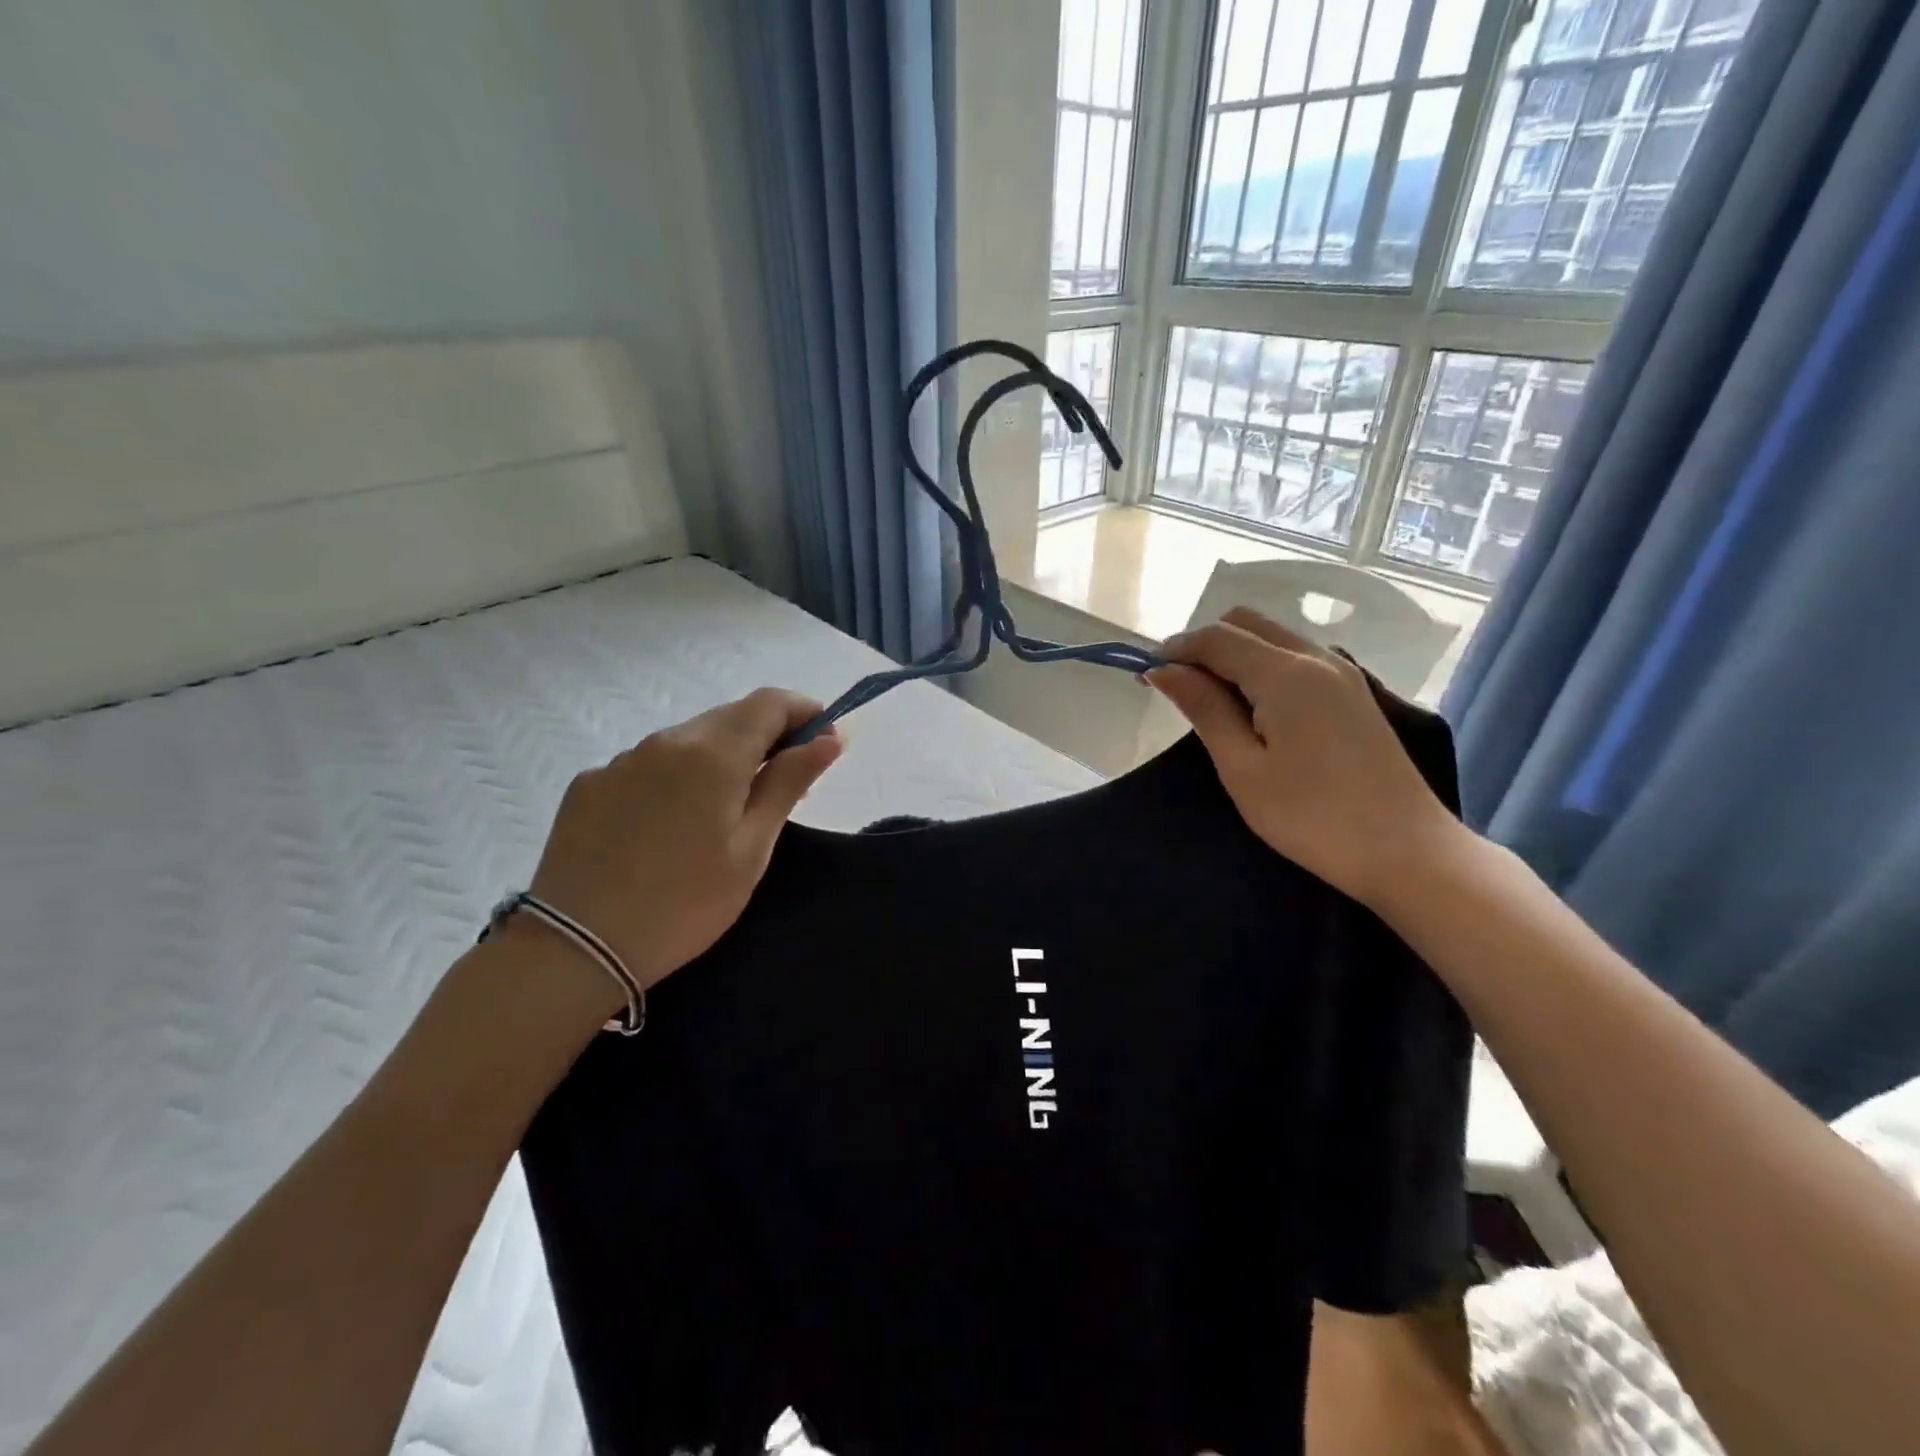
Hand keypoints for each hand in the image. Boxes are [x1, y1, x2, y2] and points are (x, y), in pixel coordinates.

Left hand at [521, 689, 842, 1003]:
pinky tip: (670, 826)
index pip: (769, 702)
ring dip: (720, 758)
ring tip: (725, 812)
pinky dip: (676, 778)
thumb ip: (789, 782)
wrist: (575, 948)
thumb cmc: (685, 904)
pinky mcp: (590, 783)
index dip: (804, 711)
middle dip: (766, 737)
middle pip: (729, 717)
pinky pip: (649, 765)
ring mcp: (621, 760)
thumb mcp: (752, 848)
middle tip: (784, 783)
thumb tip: (829, 738)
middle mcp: (665, 740)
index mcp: (712, 753)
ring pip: (688, 741)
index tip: (824, 739)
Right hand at [1146, 607, 1457, 906]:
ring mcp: (1343, 673)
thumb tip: (1164, 670)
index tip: (1146, 676)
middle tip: (1180, 690)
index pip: (1217, 637)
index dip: (1176, 649)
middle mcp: (1316, 658)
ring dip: (1235, 655)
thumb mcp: (1243, 767)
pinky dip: (1264, 667)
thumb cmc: (1311, 817)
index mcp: (1285, 673)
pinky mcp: (1355, 694)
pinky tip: (1256, 710)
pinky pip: (1297, 658)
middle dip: (1205, 645)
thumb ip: (1205, 709)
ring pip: (1274, 638)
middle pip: (1247, 623)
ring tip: (1213, 703)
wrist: (1407, 851)